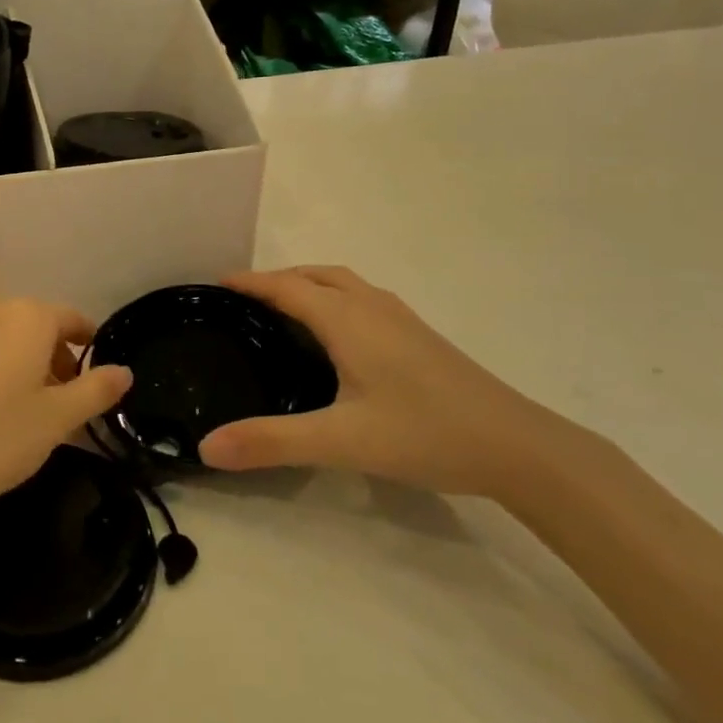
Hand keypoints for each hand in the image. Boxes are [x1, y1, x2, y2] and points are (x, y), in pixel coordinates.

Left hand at [0, 297, 132, 531]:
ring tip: (29, 414)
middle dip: (58, 360)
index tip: (97, 381)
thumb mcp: (56, 420)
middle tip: (66, 408)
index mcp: (28, 317)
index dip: (90, 348)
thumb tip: (124, 371)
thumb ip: (95, 390)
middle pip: (39, 327)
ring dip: (26, 366)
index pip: (73, 320)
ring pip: (7, 339)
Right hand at [197, 266, 559, 497]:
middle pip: (316, 275)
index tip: (215, 284)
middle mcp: (372, 307)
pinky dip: (333, 300)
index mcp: (348, 319)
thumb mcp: (340, 441)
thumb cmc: (424, 433)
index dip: (250, 283)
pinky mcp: (419, 336)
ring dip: (308, 286)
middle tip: (243, 302)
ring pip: (343, 284)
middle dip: (277, 279)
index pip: (287, 287)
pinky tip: (337, 337)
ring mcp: (401, 319)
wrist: (517, 446)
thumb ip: (271, 442)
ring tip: (282, 312)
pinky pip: (361, 299)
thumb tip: (205, 447)